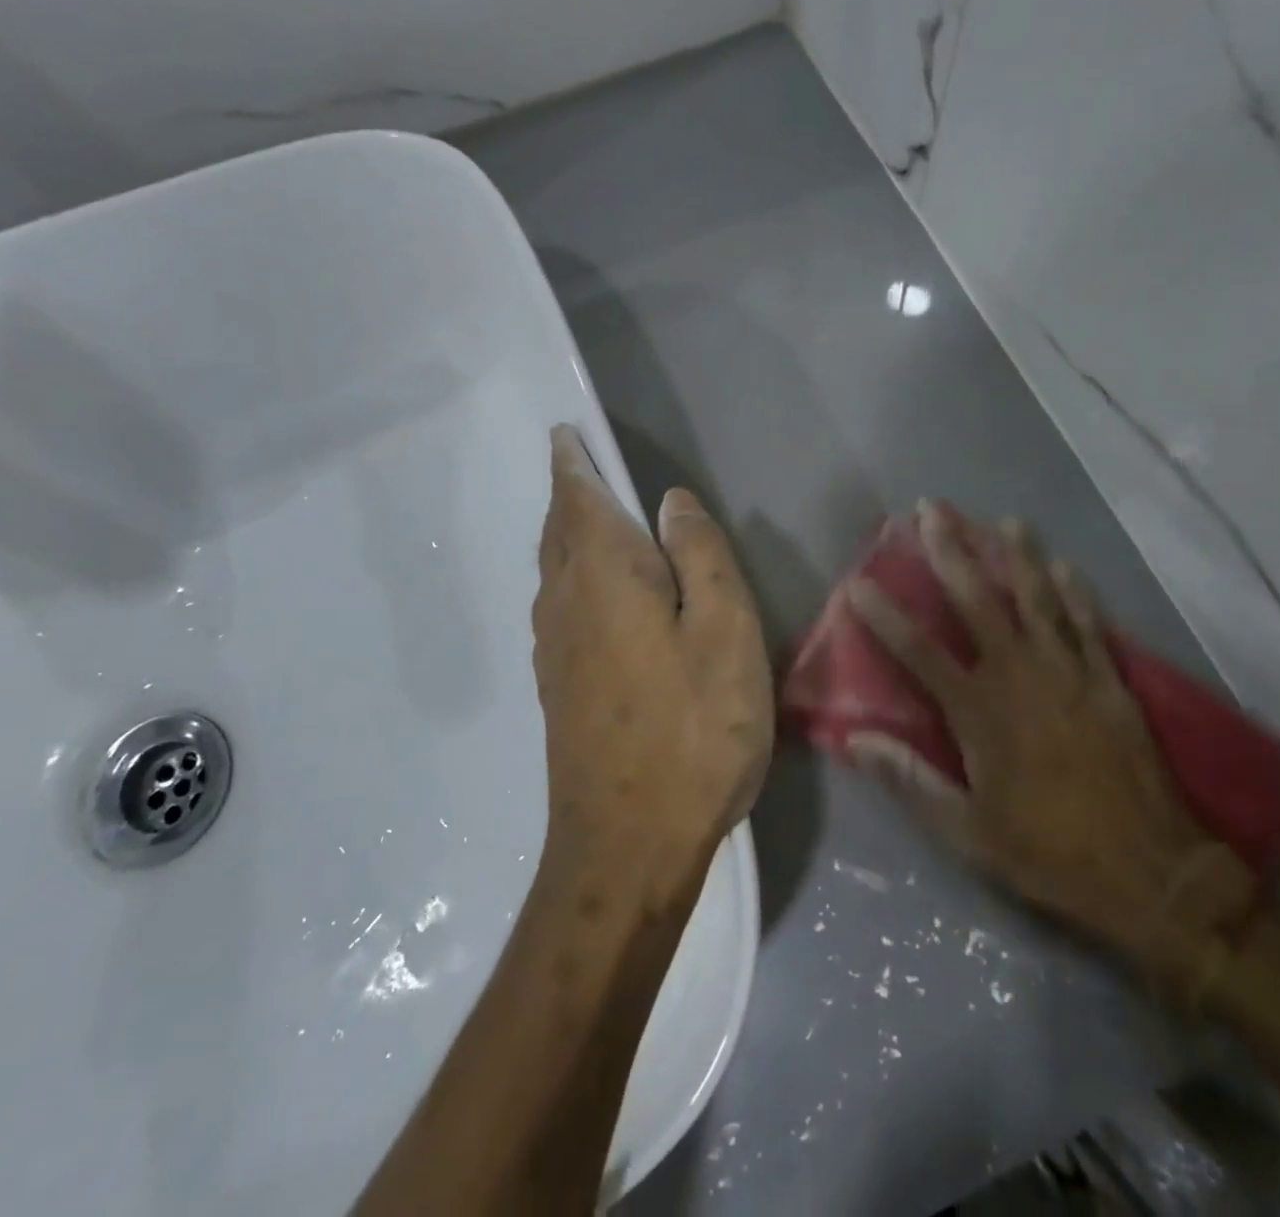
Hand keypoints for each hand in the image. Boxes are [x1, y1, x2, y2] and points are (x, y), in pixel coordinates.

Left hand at [531, 426, 772, 900]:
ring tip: (590, 518)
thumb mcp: (725, 630)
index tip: (565, 435)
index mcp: (605, 575)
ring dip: (567, 534)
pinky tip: (595, 593)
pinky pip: (560, 605)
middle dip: (567, 494)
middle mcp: (566, 602)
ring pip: (554, 569)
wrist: (627, 844)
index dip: (572, 462)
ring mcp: (555, 649)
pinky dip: (571, 575)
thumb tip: (669, 502)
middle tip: (578, 467)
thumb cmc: (692, 729)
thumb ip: (700, 555)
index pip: (578, 498)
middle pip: (558, 531)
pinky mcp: (558, 687)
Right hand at [846, 503, 1256, 992]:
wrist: (1152, 875)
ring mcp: (1070, 673)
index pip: (919, 651)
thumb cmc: (1049, 853)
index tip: (858, 581)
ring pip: (1037, 600)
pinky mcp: (1109, 682)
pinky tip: (1064, 565)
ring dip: (1018, 556)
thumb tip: (857, 740)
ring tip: (1004, 520)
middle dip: (951, 552)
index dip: (884, 615)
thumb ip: (910, 780)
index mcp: (980, 712)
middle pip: (978, 602)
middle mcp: (1021, 677)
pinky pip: (1088, 625)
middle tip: (932, 510)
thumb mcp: (968, 832)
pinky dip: (1075, 593)